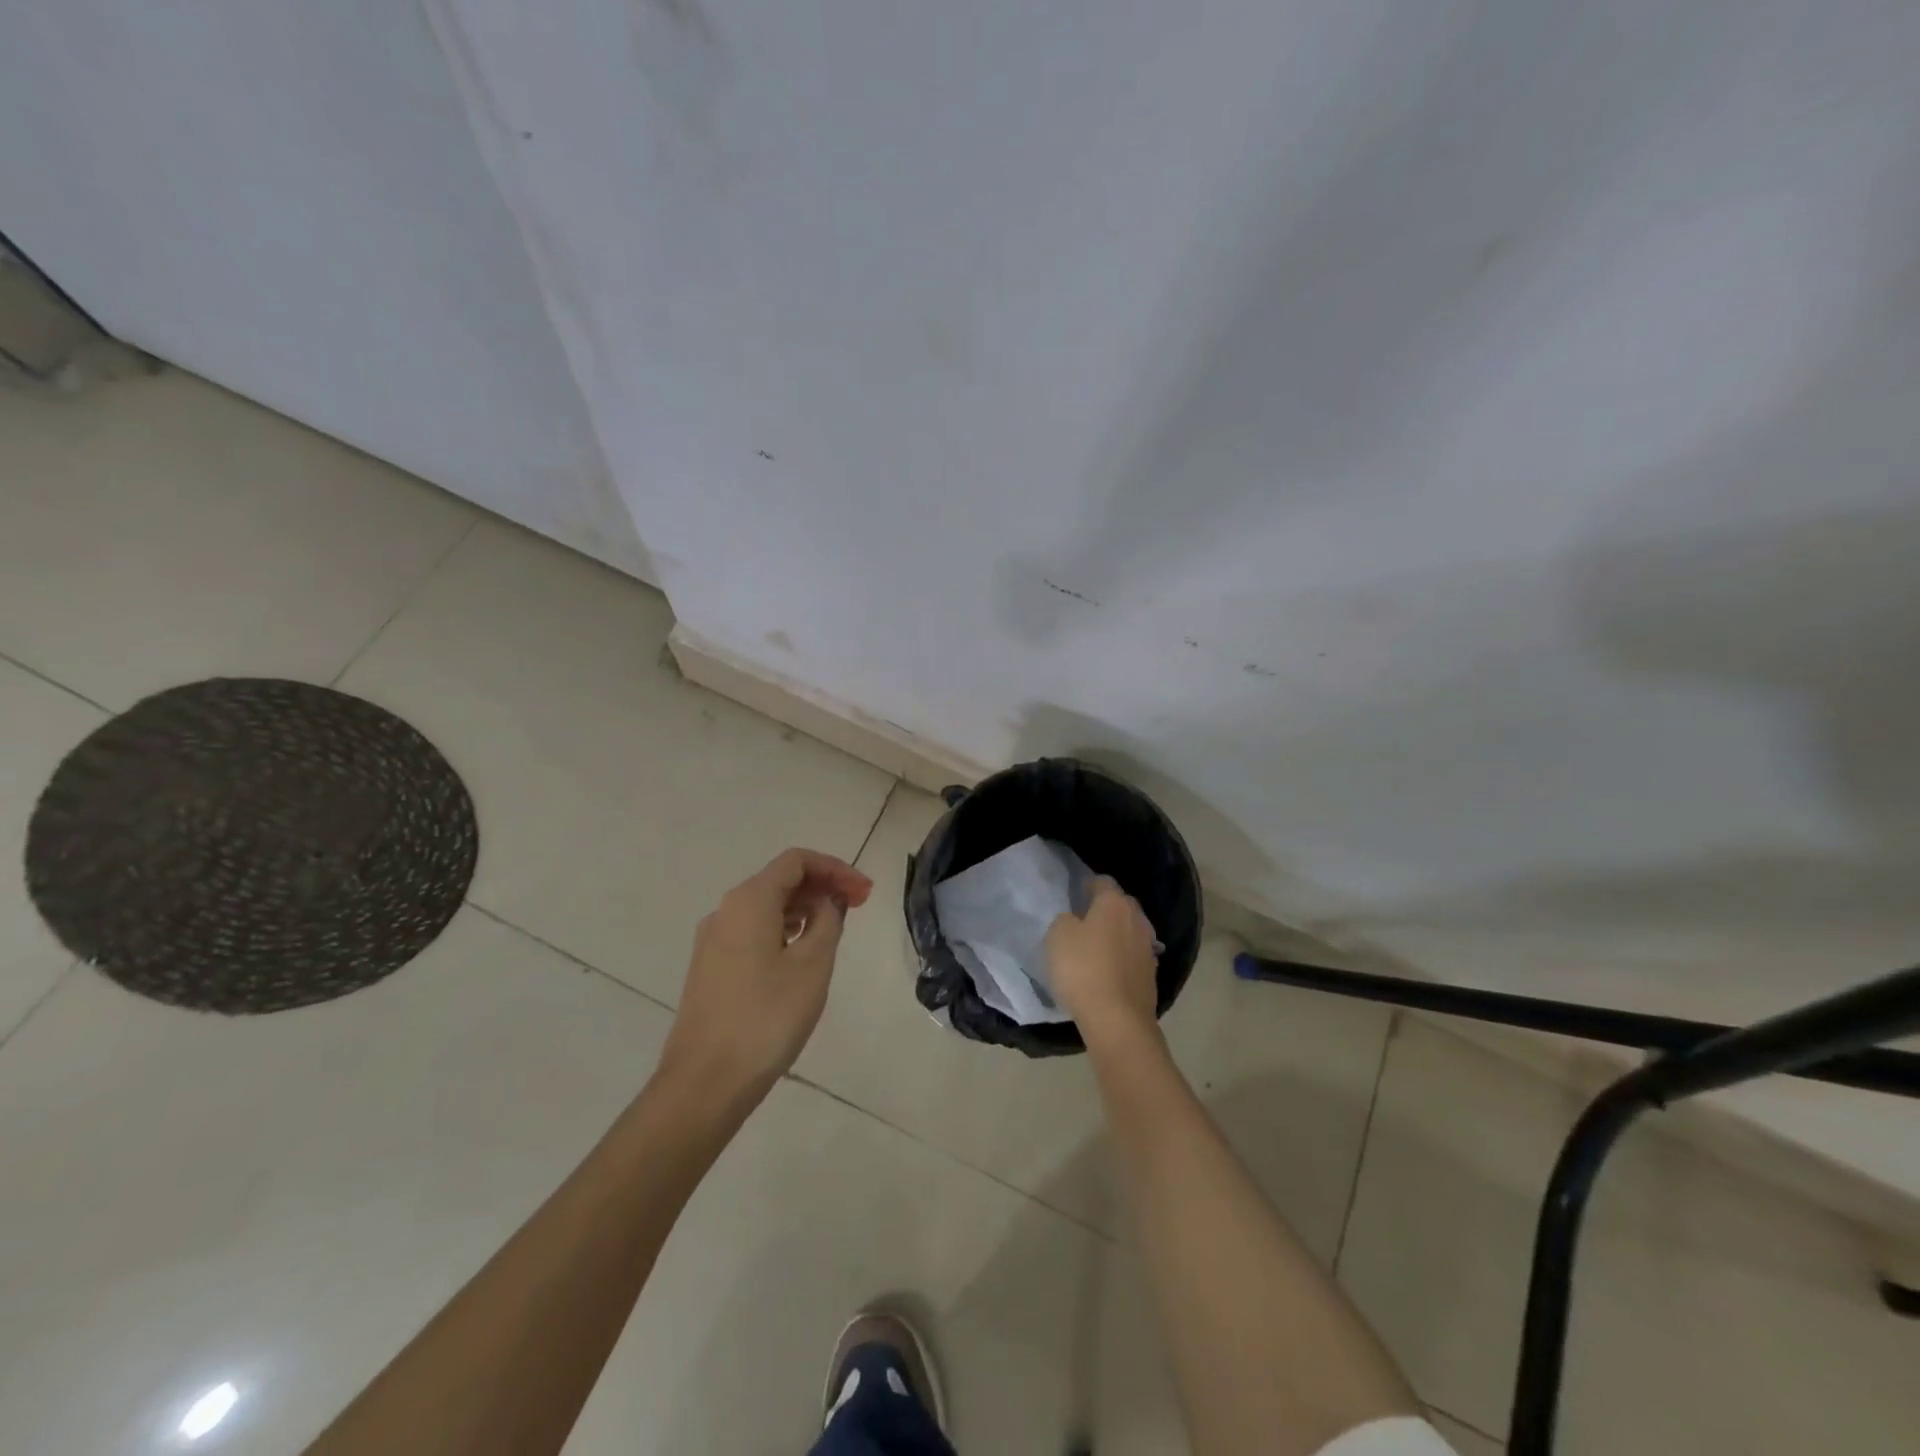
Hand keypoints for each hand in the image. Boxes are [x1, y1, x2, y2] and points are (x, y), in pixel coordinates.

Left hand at [657, 847, 872, 1106]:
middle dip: (822, 887)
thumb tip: (827, 901)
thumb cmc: (766, 1017)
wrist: (705, 1082)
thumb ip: (827, 921)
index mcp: (749, 901)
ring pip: (766, 907)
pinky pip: (753, 932)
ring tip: (836, 930)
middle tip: (859, 907)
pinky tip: (802, 954)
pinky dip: (784, 930)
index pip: (797, 861)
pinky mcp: (711, 968)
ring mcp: (714, 941)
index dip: (835, 869)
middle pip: (780, 880)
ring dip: (804, 909)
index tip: (864, 892)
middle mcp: (726, 911)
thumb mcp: (812, 965)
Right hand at [1046, 876, 1160, 1043]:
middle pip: (1121, 905)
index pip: (1103, 882)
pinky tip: (1109, 971)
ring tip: (1097, 948)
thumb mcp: (1058, 936)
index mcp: (1114, 904)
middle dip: (1106, 909)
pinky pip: (1133, 958)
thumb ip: (1066, 920)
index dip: (1088, 885)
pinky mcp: (1151, 976)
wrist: (1117, 1020)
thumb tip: (1076, 921)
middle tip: (1085, 920)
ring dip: (1116, 936)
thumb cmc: (1083, 969)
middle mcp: (1137, 920)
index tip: (1076, 894)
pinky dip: (1122, 960)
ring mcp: (1148, 949)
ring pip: (1130, 932)